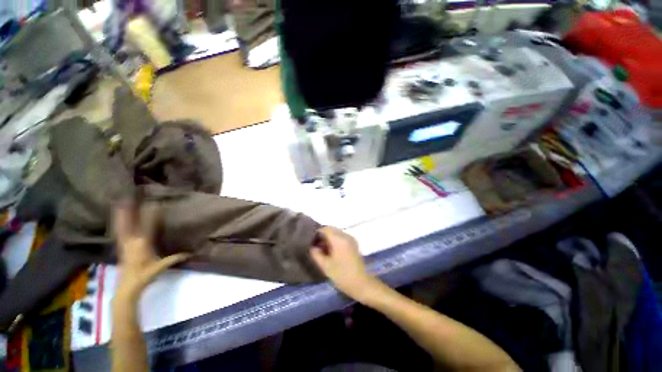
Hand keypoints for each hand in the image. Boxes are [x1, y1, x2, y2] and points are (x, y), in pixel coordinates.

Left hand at [113, 202, 189, 302]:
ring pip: (121, 226)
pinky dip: (118, 224)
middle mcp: (131, 242)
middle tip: (128, 198)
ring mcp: (123, 244)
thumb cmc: (144, 276)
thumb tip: (189, 253)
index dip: (151, 215)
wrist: (127, 287)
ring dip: (120, 215)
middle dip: (128, 211)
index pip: (148, 226)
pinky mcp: (120, 247)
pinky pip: (118, 232)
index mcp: (142, 245)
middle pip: (129, 223)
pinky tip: (117, 219)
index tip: (154, 203)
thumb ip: (173, 259)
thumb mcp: (160, 267)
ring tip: (119, 203)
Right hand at [310, 227, 380, 302]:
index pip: (325, 229)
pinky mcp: (354, 243)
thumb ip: (316, 254)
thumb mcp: (325, 266)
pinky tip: (331, 251)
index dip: (316, 233)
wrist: (361, 283)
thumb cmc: (342, 275)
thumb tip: (312, 246)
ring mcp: (351, 239)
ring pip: (336, 233)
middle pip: (331, 229)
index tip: (311, 242)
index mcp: (339, 239)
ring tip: (322, 249)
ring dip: (329, 238)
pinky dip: (335, 240)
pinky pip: (342, 237)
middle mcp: (346, 235)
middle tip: (316, 246)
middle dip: (322, 235)